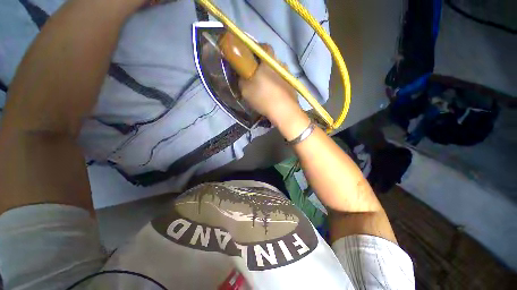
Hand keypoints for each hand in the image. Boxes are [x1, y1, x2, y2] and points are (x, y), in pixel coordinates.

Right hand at [239, 44, 302, 125]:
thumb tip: (242, 75)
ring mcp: (288, 75)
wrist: (283, 111)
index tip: (249, 58)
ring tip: (264, 87)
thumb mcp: (245, 88)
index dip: (255, 50)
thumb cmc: (263, 96)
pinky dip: (276, 85)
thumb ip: (242, 79)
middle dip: (262, 65)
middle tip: (255, 75)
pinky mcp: (292, 86)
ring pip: (276, 71)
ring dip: (270, 76)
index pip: (263, 46)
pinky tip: (273, 94)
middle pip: (270, 60)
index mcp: (268, 60)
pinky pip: (281, 81)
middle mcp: (280, 63)